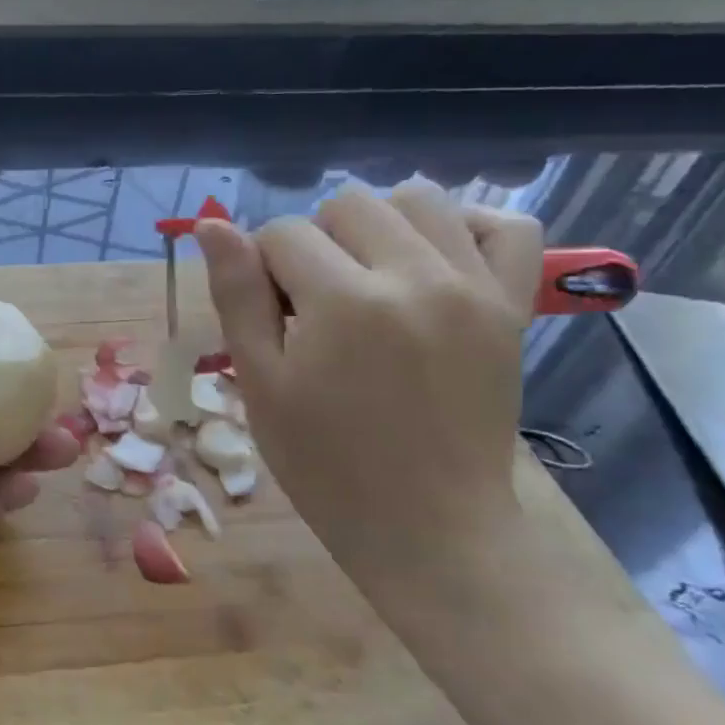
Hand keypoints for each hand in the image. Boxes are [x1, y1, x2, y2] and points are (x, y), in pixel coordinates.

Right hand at [196, 181, 543, 596]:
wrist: (428, 527)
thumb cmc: (324, 463)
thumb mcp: (260, 383)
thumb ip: (237, 295)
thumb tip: (212, 226)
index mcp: (344, 302)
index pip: (283, 233)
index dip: (262, 269)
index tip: (272, 318)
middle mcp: (415, 277)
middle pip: (347, 203)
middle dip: (315, 241)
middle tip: (315, 303)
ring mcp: (474, 287)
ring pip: (418, 197)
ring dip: (378, 225)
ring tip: (367, 277)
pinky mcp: (512, 307)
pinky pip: (506, 225)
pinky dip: (464, 225)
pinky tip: (433, 259)